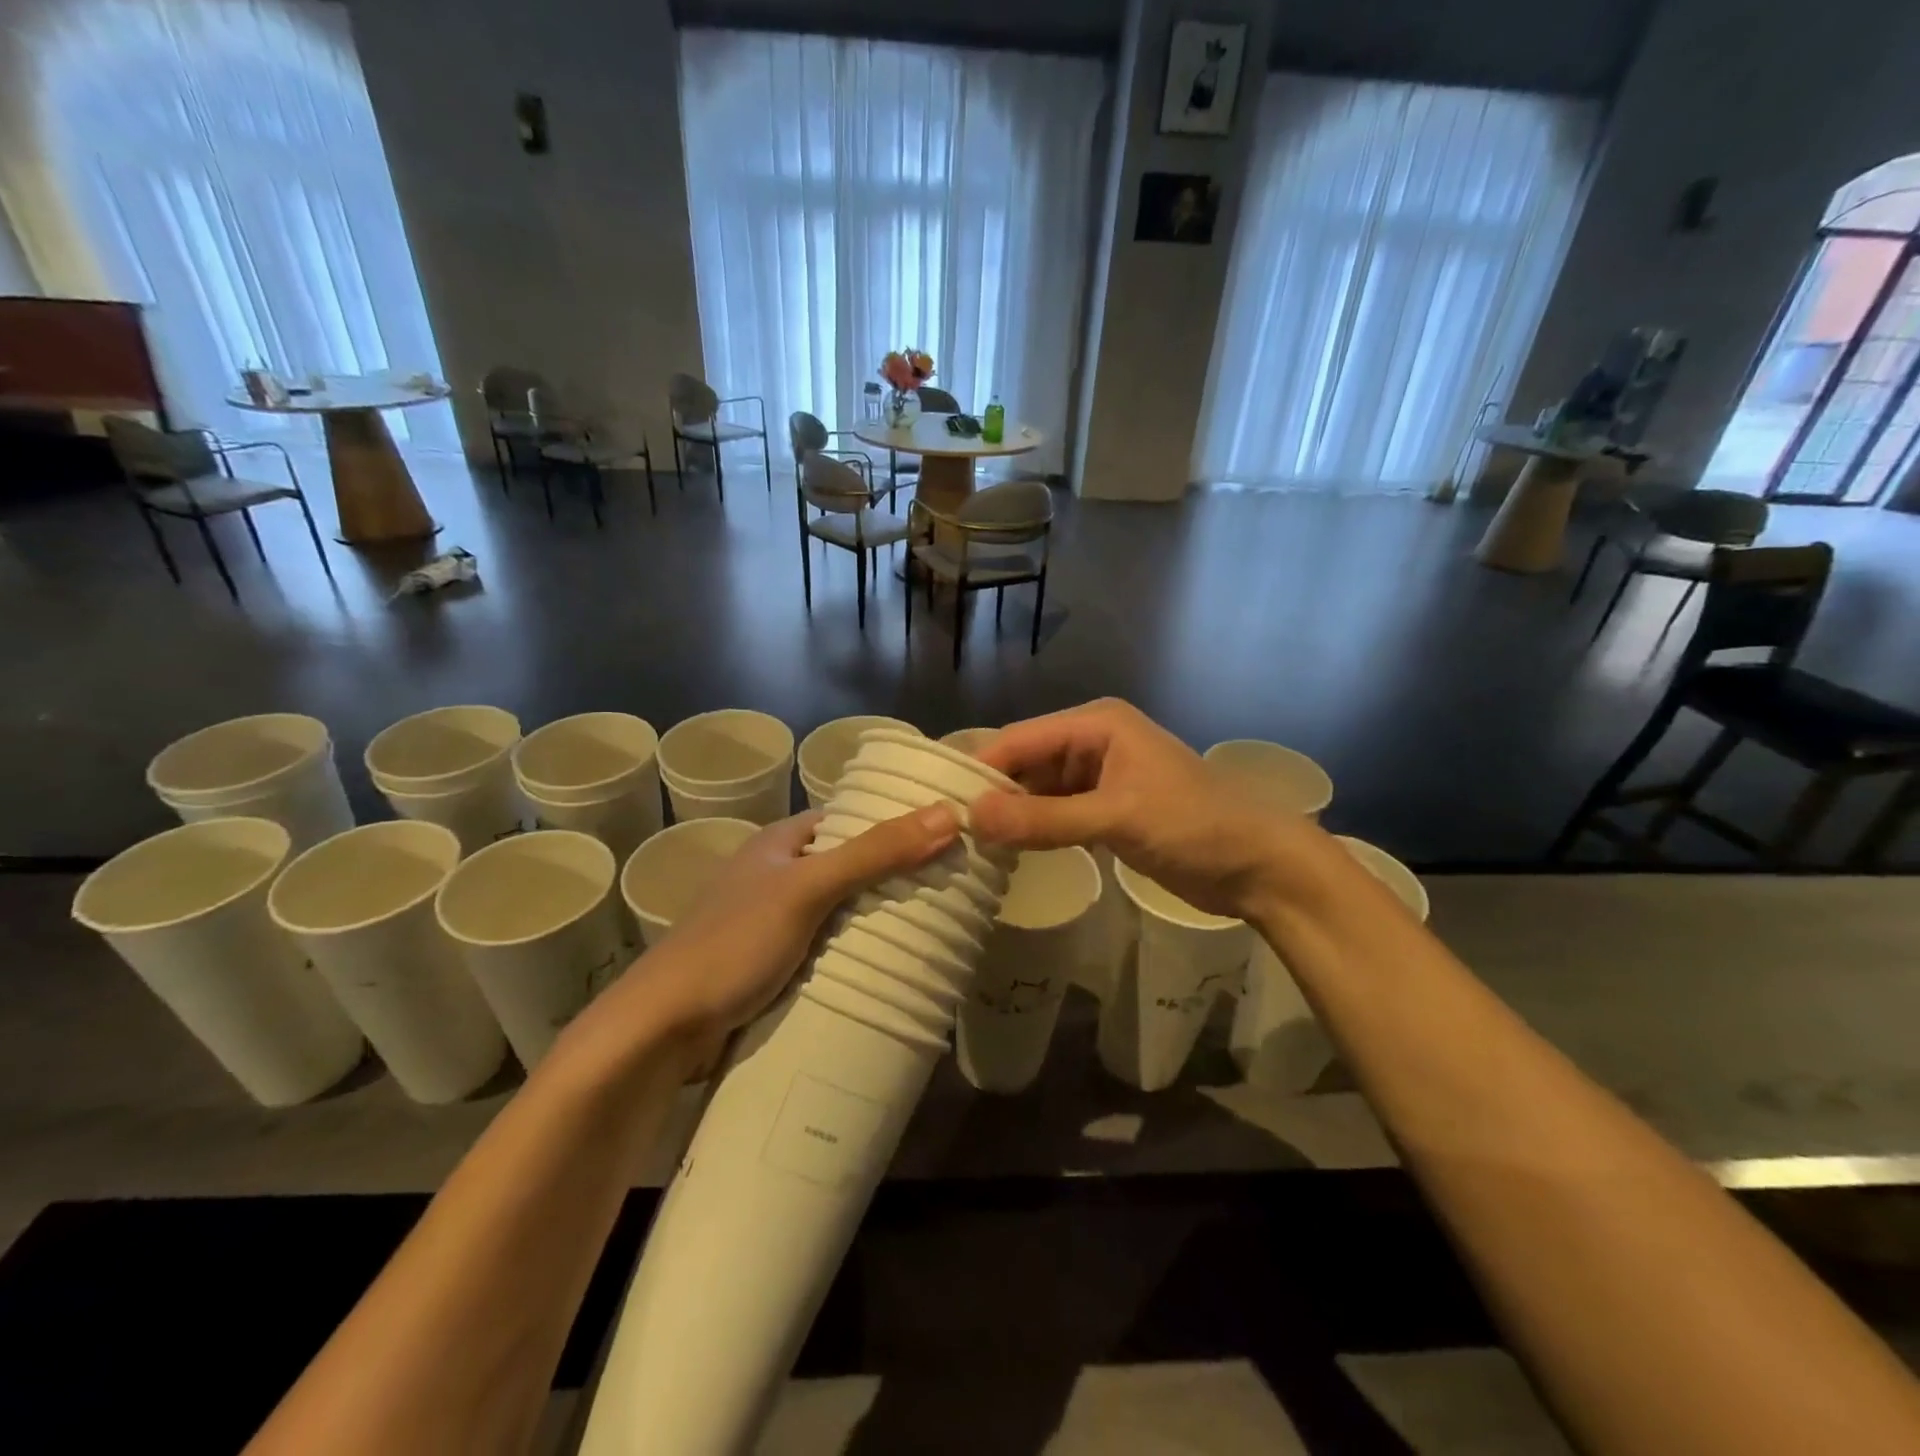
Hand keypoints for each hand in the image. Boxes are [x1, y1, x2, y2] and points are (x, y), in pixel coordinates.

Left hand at [585, 806, 961, 1065]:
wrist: (662, 1030)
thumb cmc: (733, 943)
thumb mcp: (807, 889)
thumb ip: (875, 853)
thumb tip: (949, 813)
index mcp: (778, 844)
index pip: (846, 820)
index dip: (890, 821)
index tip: (942, 832)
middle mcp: (775, 877)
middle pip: (847, 867)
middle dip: (891, 877)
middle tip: (950, 885)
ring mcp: (772, 925)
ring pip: (838, 912)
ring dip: (875, 920)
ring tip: (936, 926)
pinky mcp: (772, 968)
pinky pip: (826, 950)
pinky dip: (855, 954)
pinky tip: (890, 966)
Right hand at [970, 699, 1311, 920]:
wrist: (1260, 865)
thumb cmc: (1194, 825)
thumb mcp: (1117, 818)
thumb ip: (1044, 819)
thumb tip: (972, 818)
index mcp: (1096, 724)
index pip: (1021, 739)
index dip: (981, 769)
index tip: (940, 803)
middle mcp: (1093, 743)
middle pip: (1027, 764)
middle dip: (994, 794)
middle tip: (949, 830)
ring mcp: (1099, 779)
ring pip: (1039, 792)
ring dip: (1012, 816)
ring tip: (968, 845)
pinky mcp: (1106, 811)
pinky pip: (1057, 815)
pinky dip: (1035, 831)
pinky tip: (1008, 852)